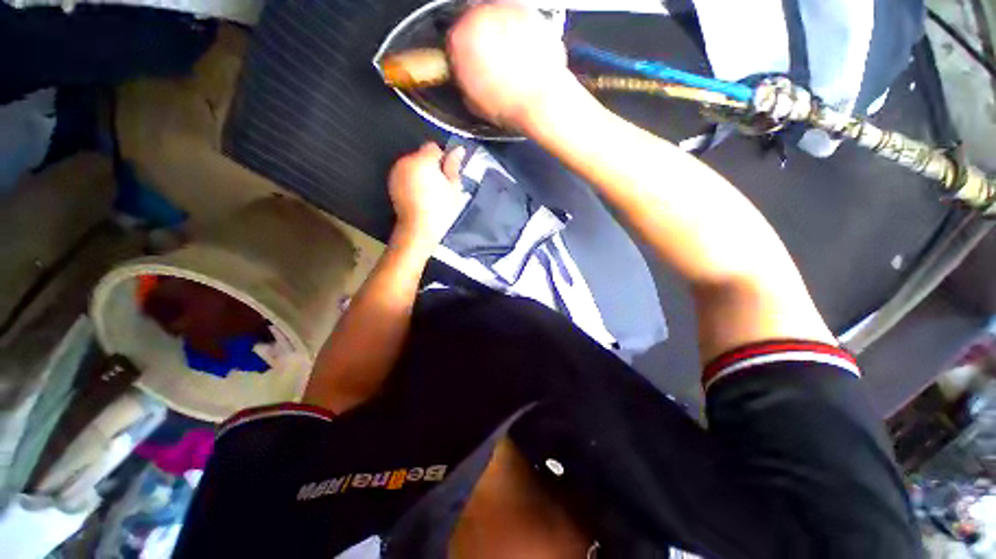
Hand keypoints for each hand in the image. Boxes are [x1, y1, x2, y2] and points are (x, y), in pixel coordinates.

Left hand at [388, 143, 466, 251]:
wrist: (419, 229)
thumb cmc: (440, 209)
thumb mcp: (453, 187)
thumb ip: (454, 166)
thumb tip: (458, 149)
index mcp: (422, 160)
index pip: (434, 147)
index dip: (443, 160)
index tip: (447, 176)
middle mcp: (406, 162)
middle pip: (421, 156)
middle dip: (431, 166)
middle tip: (440, 187)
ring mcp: (396, 173)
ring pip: (413, 166)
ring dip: (421, 173)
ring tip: (430, 193)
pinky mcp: (392, 184)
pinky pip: (406, 175)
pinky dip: (412, 181)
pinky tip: (419, 197)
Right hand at [448, 4, 576, 130]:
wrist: (539, 102)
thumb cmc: (509, 105)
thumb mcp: (473, 102)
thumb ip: (464, 81)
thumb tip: (466, 78)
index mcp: (459, 39)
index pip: (452, 40)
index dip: (460, 56)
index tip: (467, 64)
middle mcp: (478, 15)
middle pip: (472, 23)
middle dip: (479, 41)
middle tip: (490, 62)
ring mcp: (504, 9)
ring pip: (495, 17)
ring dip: (499, 34)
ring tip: (509, 60)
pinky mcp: (527, 9)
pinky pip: (517, 17)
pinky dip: (518, 31)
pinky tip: (523, 53)